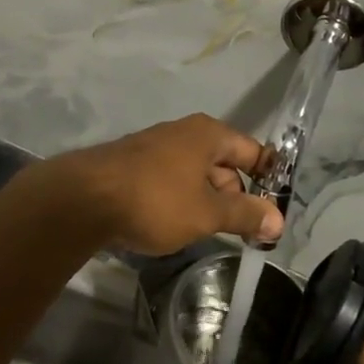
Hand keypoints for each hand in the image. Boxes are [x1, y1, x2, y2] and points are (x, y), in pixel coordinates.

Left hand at [47, 113, 280, 254]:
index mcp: (208, 134)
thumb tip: (278, 220)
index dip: (268, 178)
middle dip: (236, 196)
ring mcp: (157, 146)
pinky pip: (172, 179)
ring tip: (210, 231)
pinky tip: (175, 224)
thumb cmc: (156, 200)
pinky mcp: (135, 164)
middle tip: (244, 232)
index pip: (252, 151)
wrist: (85, 198)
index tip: (276, 210)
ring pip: (196, 173)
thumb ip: (244, 215)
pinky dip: (182, 199)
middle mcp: (184, 132)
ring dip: (208, 200)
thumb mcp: (206, 212)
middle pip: (224, 162)